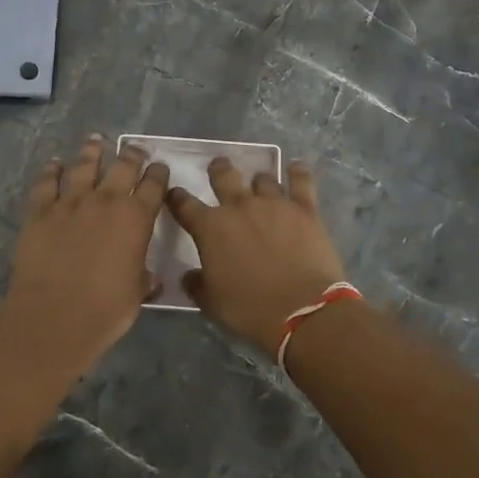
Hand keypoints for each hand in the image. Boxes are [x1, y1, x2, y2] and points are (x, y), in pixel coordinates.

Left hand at [0, 136, 169, 369]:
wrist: (54, 315)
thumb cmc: (105, 310)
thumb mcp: (136, 294)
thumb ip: (144, 278)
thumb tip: (152, 279)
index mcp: (136, 219)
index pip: (153, 186)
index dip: (158, 174)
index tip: (160, 167)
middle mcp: (106, 201)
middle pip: (122, 167)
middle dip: (132, 155)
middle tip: (135, 148)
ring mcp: (70, 202)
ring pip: (83, 166)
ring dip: (91, 152)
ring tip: (95, 141)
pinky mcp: (40, 211)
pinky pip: (46, 183)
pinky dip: (51, 171)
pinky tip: (54, 164)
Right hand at [165, 158, 348, 354]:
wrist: (303, 311)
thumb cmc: (250, 309)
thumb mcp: (212, 303)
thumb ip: (197, 284)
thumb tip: (189, 276)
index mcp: (210, 228)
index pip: (184, 205)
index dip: (176, 198)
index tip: (174, 194)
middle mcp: (239, 206)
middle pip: (223, 176)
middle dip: (218, 170)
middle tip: (218, 167)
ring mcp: (273, 204)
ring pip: (262, 179)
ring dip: (258, 181)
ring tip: (260, 184)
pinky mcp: (304, 209)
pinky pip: (300, 181)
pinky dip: (297, 172)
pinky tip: (296, 167)